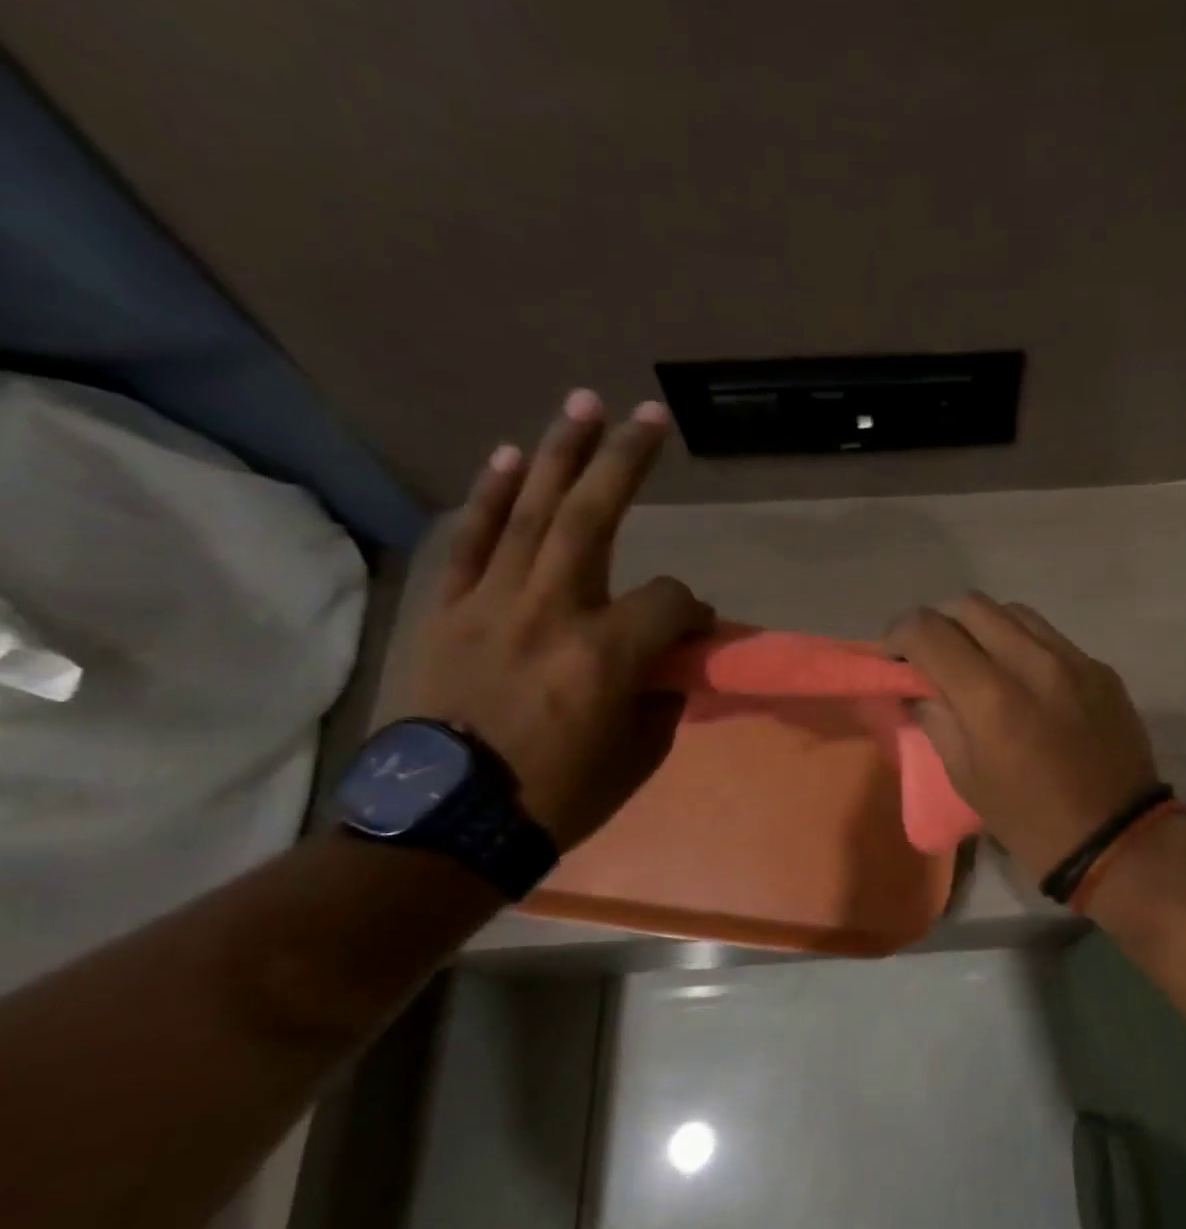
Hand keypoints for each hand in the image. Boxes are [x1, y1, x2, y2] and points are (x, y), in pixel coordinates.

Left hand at [400, 389, 712, 849]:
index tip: (695, 631)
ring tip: (581, 405)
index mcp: (607, 655)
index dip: (693, 610)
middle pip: (594, 517)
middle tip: (646, 415)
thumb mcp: (638, 756)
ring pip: (531, 512)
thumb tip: (665, 664)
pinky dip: (492, 497)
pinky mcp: (449, 611)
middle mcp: (552, 611)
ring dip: (558, 454)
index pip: (670, 601)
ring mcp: (492, 604)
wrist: (447, 823)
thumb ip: (659, 697)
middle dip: (625, 460)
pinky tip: (511, 458)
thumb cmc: (557, 797)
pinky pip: (472, 542)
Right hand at [885, 594, 1159, 878]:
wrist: (1115, 837)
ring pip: (1014, 612)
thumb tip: (917, 689)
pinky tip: (1024, 679)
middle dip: (940, 623)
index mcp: (991, 698)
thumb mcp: (967, 779)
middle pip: (971, 605)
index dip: (900, 634)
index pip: (930, 631)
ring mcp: (1074, 660)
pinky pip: (1050, 636)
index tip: (895, 655)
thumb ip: (936, 721)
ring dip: (983, 626)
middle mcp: (1033, 663)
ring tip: (978, 660)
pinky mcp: (1101, 668)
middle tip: (933, 655)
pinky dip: (1023, 645)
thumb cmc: (1029, 819)